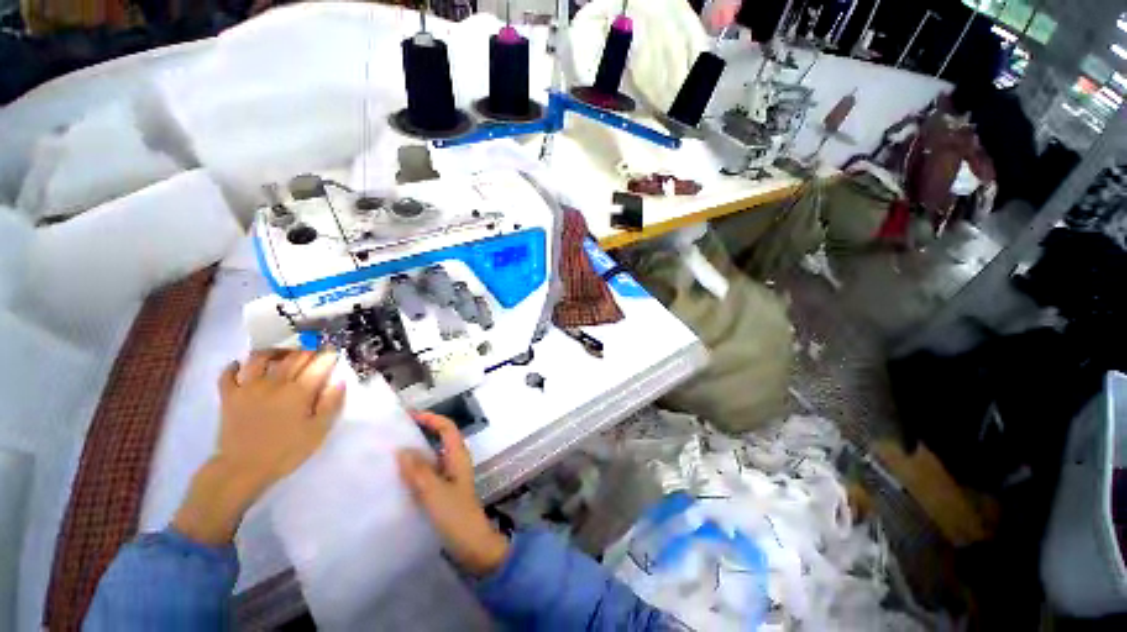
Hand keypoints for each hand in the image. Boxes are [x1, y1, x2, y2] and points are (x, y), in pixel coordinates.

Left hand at [173, 350, 345, 544]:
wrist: (242, 469)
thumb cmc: (286, 451)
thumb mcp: (319, 430)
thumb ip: (331, 403)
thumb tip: (339, 380)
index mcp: (299, 391)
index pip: (318, 363)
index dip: (329, 355)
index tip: (334, 352)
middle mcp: (275, 382)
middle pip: (294, 356)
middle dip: (308, 351)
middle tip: (315, 353)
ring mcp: (248, 386)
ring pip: (261, 357)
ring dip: (275, 352)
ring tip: (282, 354)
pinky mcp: (229, 395)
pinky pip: (229, 373)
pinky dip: (236, 366)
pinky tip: (243, 366)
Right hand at [397, 412, 508, 576]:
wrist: (473, 547)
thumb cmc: (457, 517)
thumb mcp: (435, 493)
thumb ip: (419, 472)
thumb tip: (401, 449)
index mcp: (458, 457)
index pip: (447, 428)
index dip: (431, 419)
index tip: (408, 416)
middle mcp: (455, 462)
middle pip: (439, 439)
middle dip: (420, 433)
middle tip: (393, 434)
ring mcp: (450, 477)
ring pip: (432, 457)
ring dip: (415, 452)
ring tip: (388, 453)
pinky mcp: (444, 492)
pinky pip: (427, 474)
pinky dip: (414, 470)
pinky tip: (396, 478)